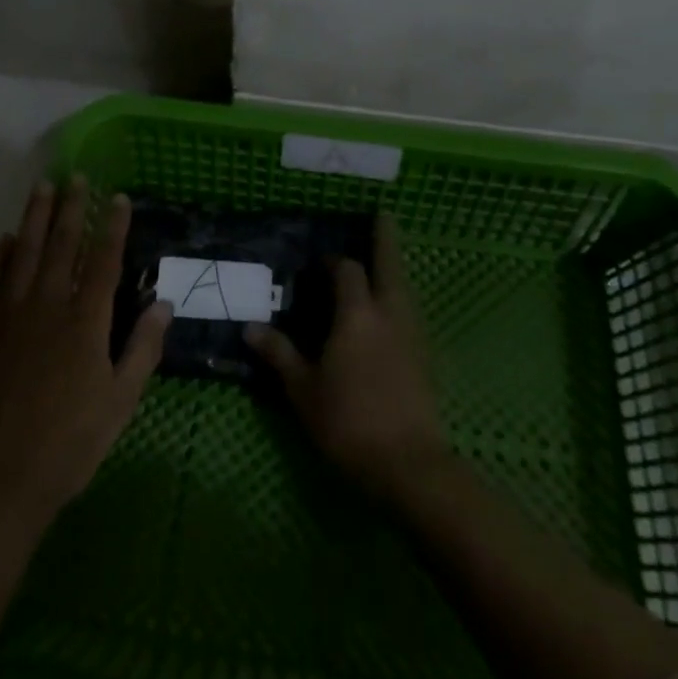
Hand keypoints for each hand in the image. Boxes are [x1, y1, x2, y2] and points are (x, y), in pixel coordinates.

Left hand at [0, 176, 172, 532]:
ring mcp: (8, 314)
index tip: (118, 197)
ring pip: (23, 251)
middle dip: (71, 207)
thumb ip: (143, 349)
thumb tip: (164, 305)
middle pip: (62, 244)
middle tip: (76, 176)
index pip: (104, 260)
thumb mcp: (120, 403)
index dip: (113, 226)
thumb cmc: (68, 444)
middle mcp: (47, 305)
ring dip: (34, 217)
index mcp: (86, 322)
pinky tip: (4, 240)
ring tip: (41, 187)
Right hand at [245, 214, 449, 498]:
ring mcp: (412, 333)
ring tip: (385, 258)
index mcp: (356, 314)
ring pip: (405, 286)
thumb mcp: (303, 390)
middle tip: (383, 214)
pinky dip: (401, 295)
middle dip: (385, 238)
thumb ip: (279, 354)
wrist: (408, 464)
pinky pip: (411, 309)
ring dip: (395, 267)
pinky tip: (391, 308)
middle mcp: (389, 313)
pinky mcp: (425, 355)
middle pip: (390, 264)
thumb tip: (251, 328)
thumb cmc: (348, 421)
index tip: (320, 263)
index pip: (347, 270)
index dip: (334, 261)